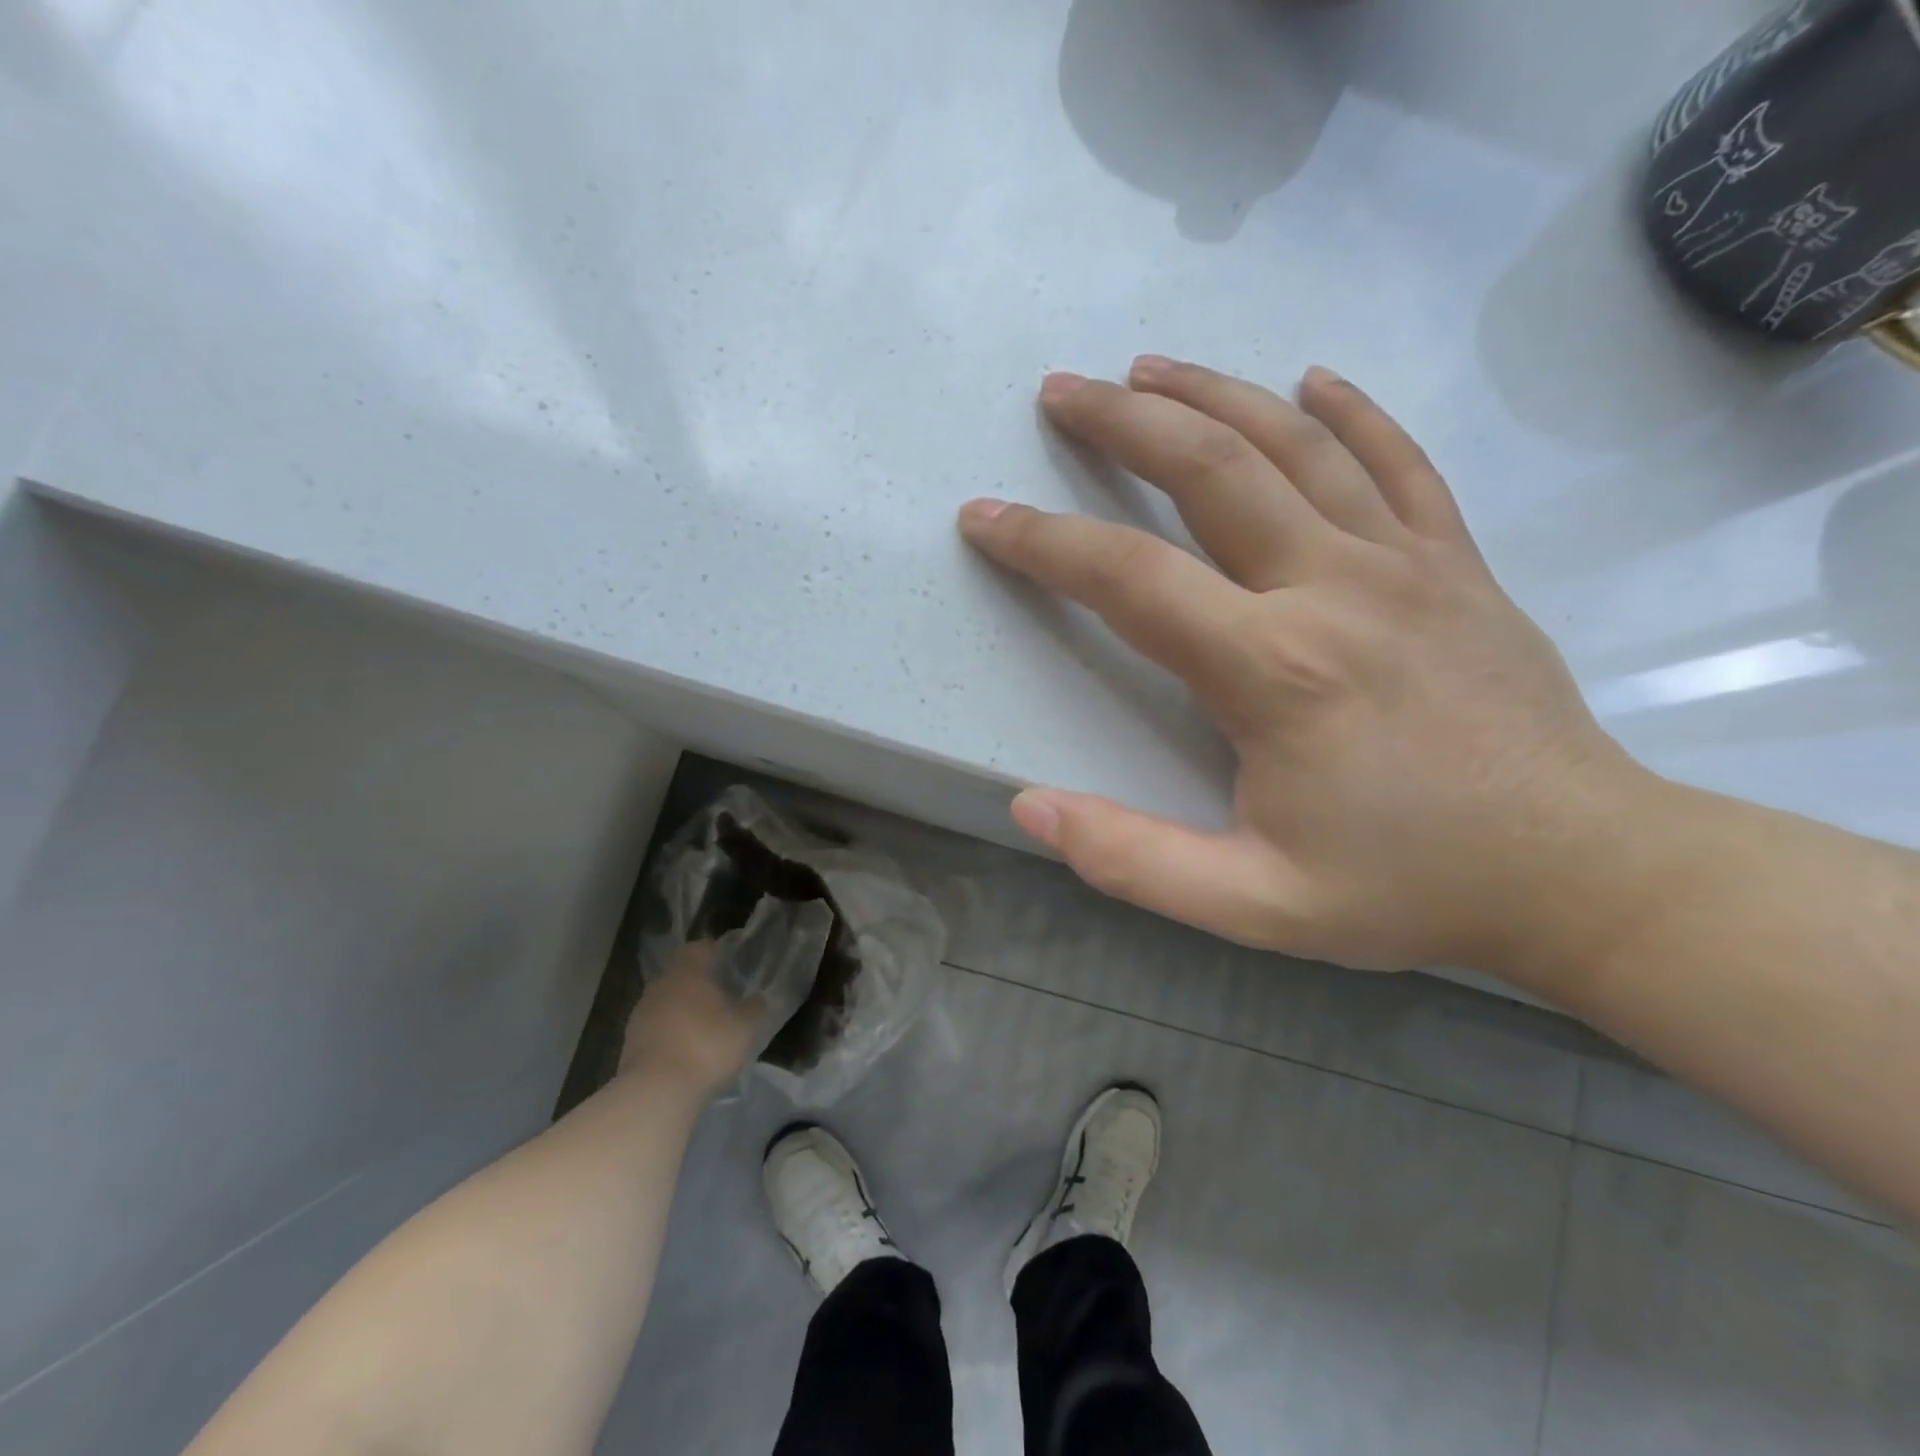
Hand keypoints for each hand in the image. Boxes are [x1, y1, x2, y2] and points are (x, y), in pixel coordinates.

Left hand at [619, 942, 764, 1094]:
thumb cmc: (707, 1045)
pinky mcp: (630, 1042)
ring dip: (683, 1010)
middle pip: (681, 975)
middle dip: (698, 983)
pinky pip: (656, 1027)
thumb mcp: (745, 1027)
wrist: (656, 1091)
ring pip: (666, 1001)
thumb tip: (759, 998)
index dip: (714, 952)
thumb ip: (754, 1008)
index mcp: (688, 972)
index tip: (729, 963)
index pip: (699, 948)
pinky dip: (670, 1033)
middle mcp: (661, 985)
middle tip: (721, 997)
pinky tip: (686, 1051)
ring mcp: (641, 1013)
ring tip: (704, 1028)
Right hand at [957, 358, 1652, 973]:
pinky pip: (1398, 462)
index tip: (985, 517)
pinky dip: (1350, 412)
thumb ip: (1134, 859)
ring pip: (1294, 443)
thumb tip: (1030, 807)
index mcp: (1273, 668)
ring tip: (1147, 368)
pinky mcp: (1456, 563)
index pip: (1127, 577)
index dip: (1042, 543)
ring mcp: (1405, 562)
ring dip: (1212, 393)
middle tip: (1060, 392)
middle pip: (1209, 468)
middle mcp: (1332, 587)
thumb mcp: (1254, 906)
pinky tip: (1311, 380)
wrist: (1583, 873)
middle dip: (1121, 423)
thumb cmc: (1409, 889)